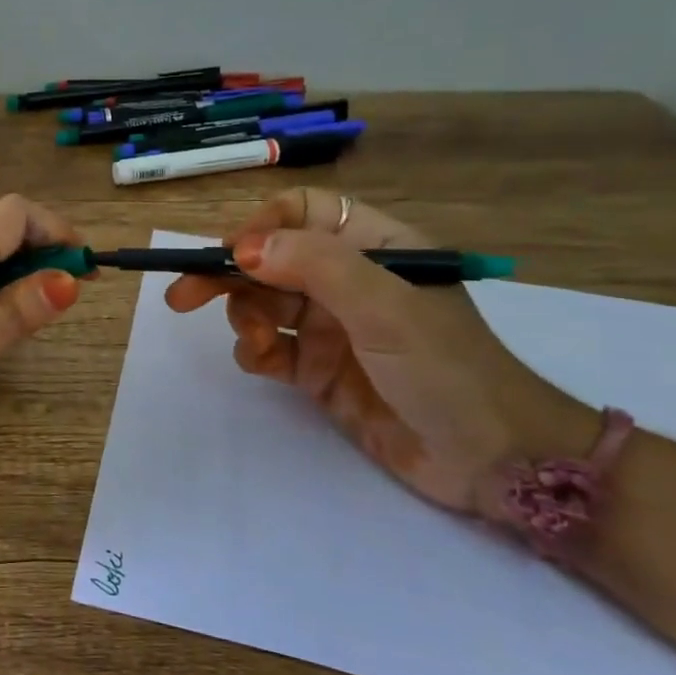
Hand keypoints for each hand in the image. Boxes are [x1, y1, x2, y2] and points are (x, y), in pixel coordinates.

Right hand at [166, 188, 595, 514]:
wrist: (494, 462)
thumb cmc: (447, 368)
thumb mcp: (385, 306)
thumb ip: (314, 266)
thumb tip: (241, 248)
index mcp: (373, 247)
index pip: (302, 212)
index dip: (262, 226)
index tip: (230, 255)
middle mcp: (347, 281)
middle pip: (270, 260)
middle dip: (227, 275)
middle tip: (181, 296)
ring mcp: (332, 328)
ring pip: (263, 304)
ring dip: (245, 319)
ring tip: (257, 345)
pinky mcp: (319, 371)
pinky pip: (270, 349)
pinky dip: (255, 353)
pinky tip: (260, 364)